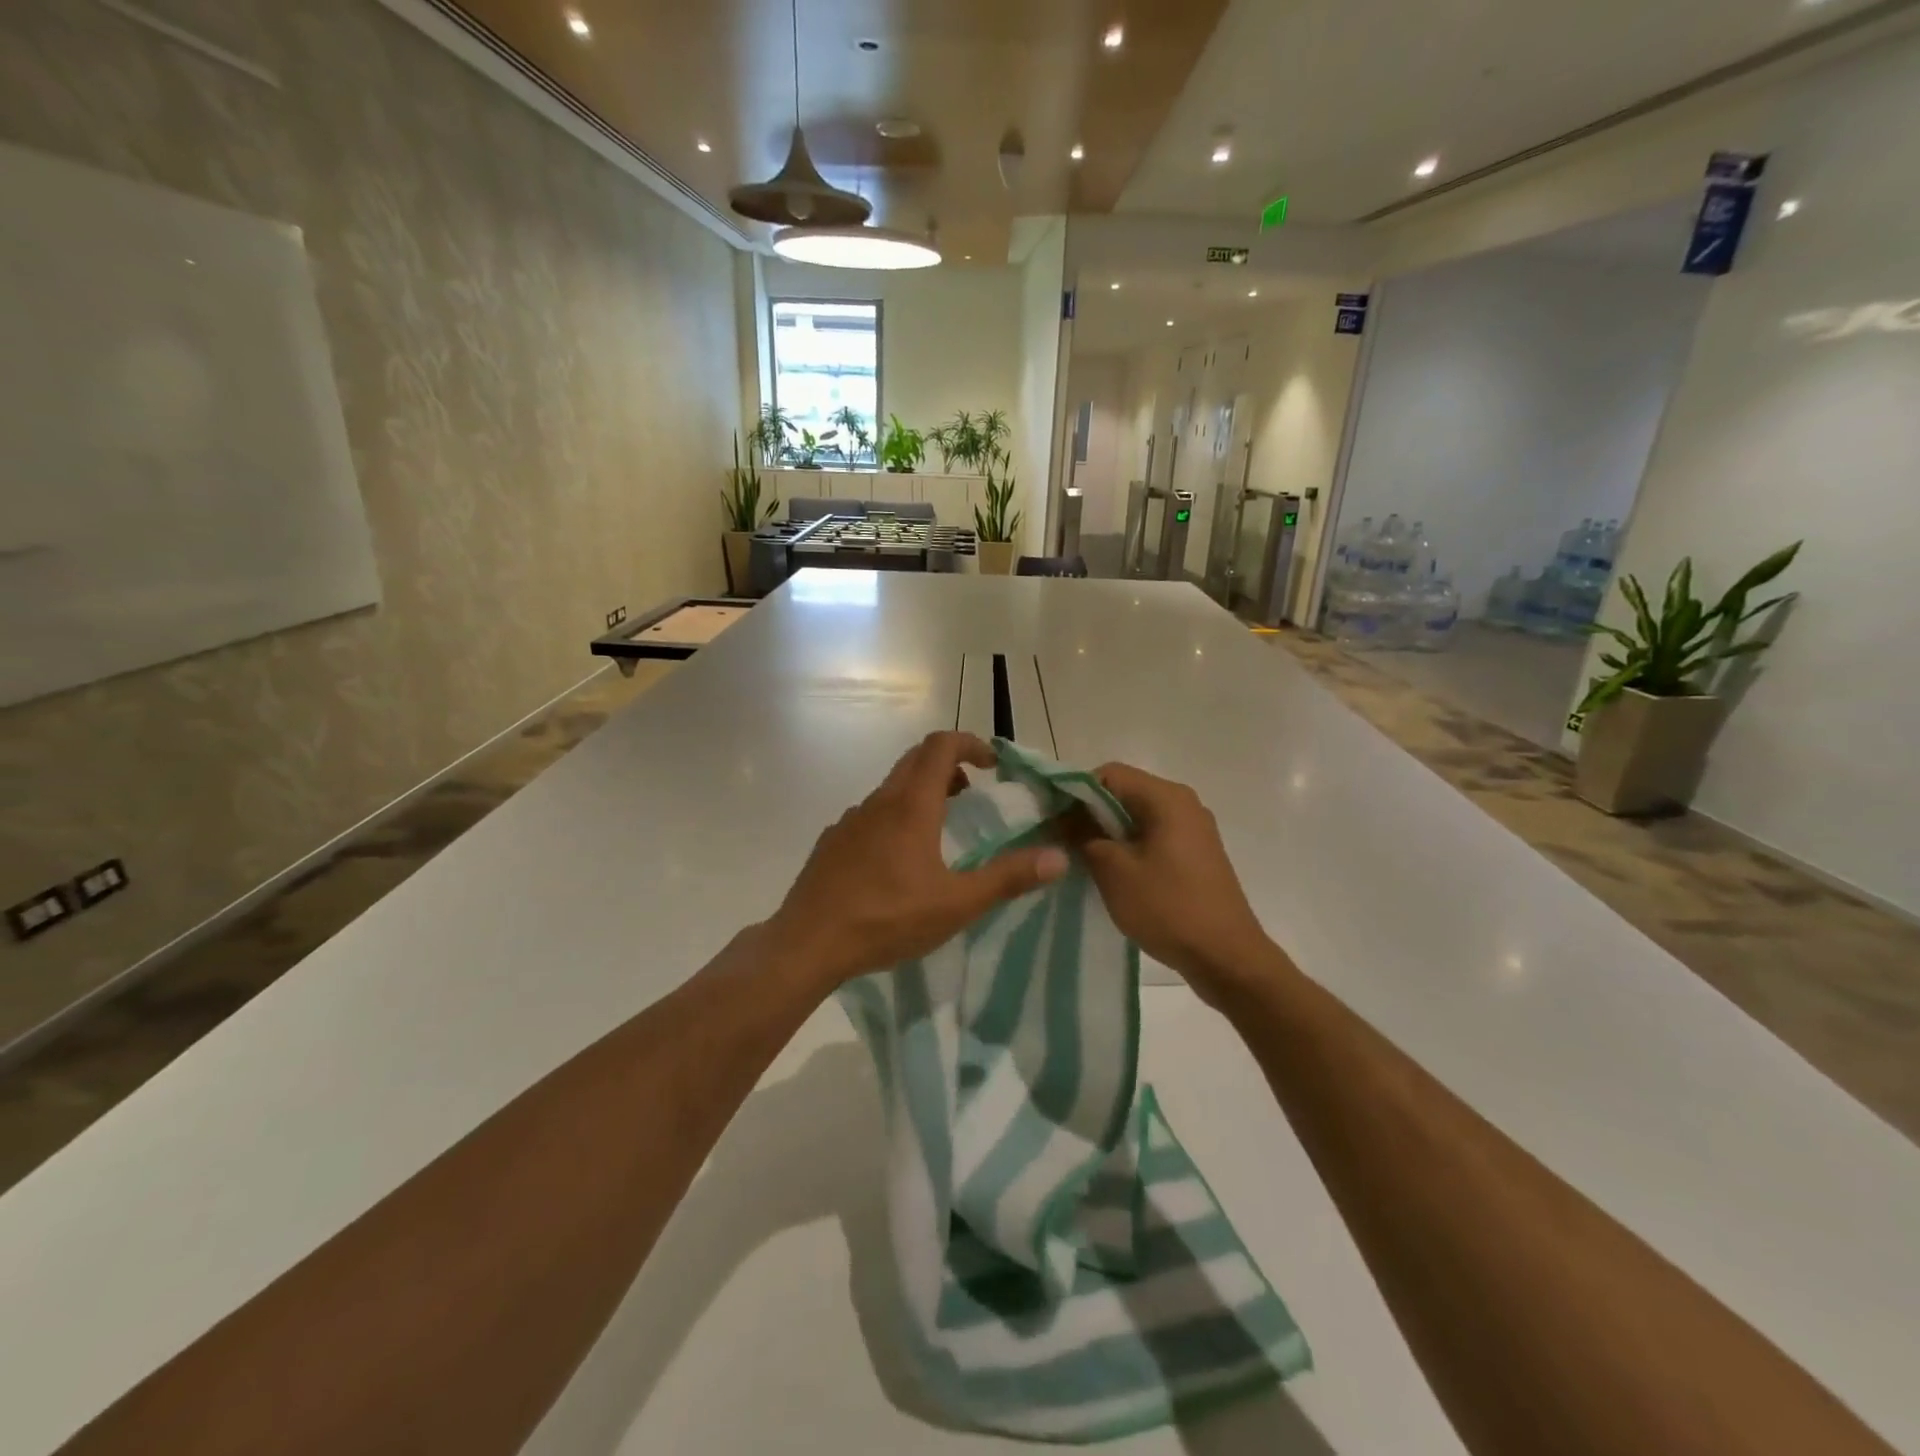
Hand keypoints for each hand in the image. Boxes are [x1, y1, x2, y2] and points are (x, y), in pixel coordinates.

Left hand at [767, 732, 1069, 989]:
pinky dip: (894, 817)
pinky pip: (870, 814)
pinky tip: (898, 861)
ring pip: (891, 788)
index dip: (971, 744)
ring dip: (921, 792)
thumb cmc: (887, 919)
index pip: (941, 746)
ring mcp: (850, 820)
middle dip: (949, 765)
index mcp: (911, 805)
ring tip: (941, 829)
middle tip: (974, 793)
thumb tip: (1058, 857)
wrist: (808, 943)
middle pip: (915, 760)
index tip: (993, 765)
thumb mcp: (957, 904)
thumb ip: (1008, 878)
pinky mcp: (832, 841)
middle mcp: (879, 802)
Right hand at [1078, 763, 1275, 998]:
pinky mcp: (1196, 855)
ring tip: (1081, 860)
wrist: (1227, 958)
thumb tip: (1063, 819)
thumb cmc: (1168, 908)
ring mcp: (1193, 830)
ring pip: (1137, 817)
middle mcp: (1183, 804)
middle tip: (1060, 842)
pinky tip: (1112, 874)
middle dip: (1089, 814)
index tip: (1052, 820)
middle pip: (1124, 793)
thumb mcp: (1114, 871)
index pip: (1108, 774)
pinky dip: (1128, 847)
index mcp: (1167, 797)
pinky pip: (1153, 837)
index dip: (1075, 792)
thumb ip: (1083, 836)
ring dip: (1107, 833)